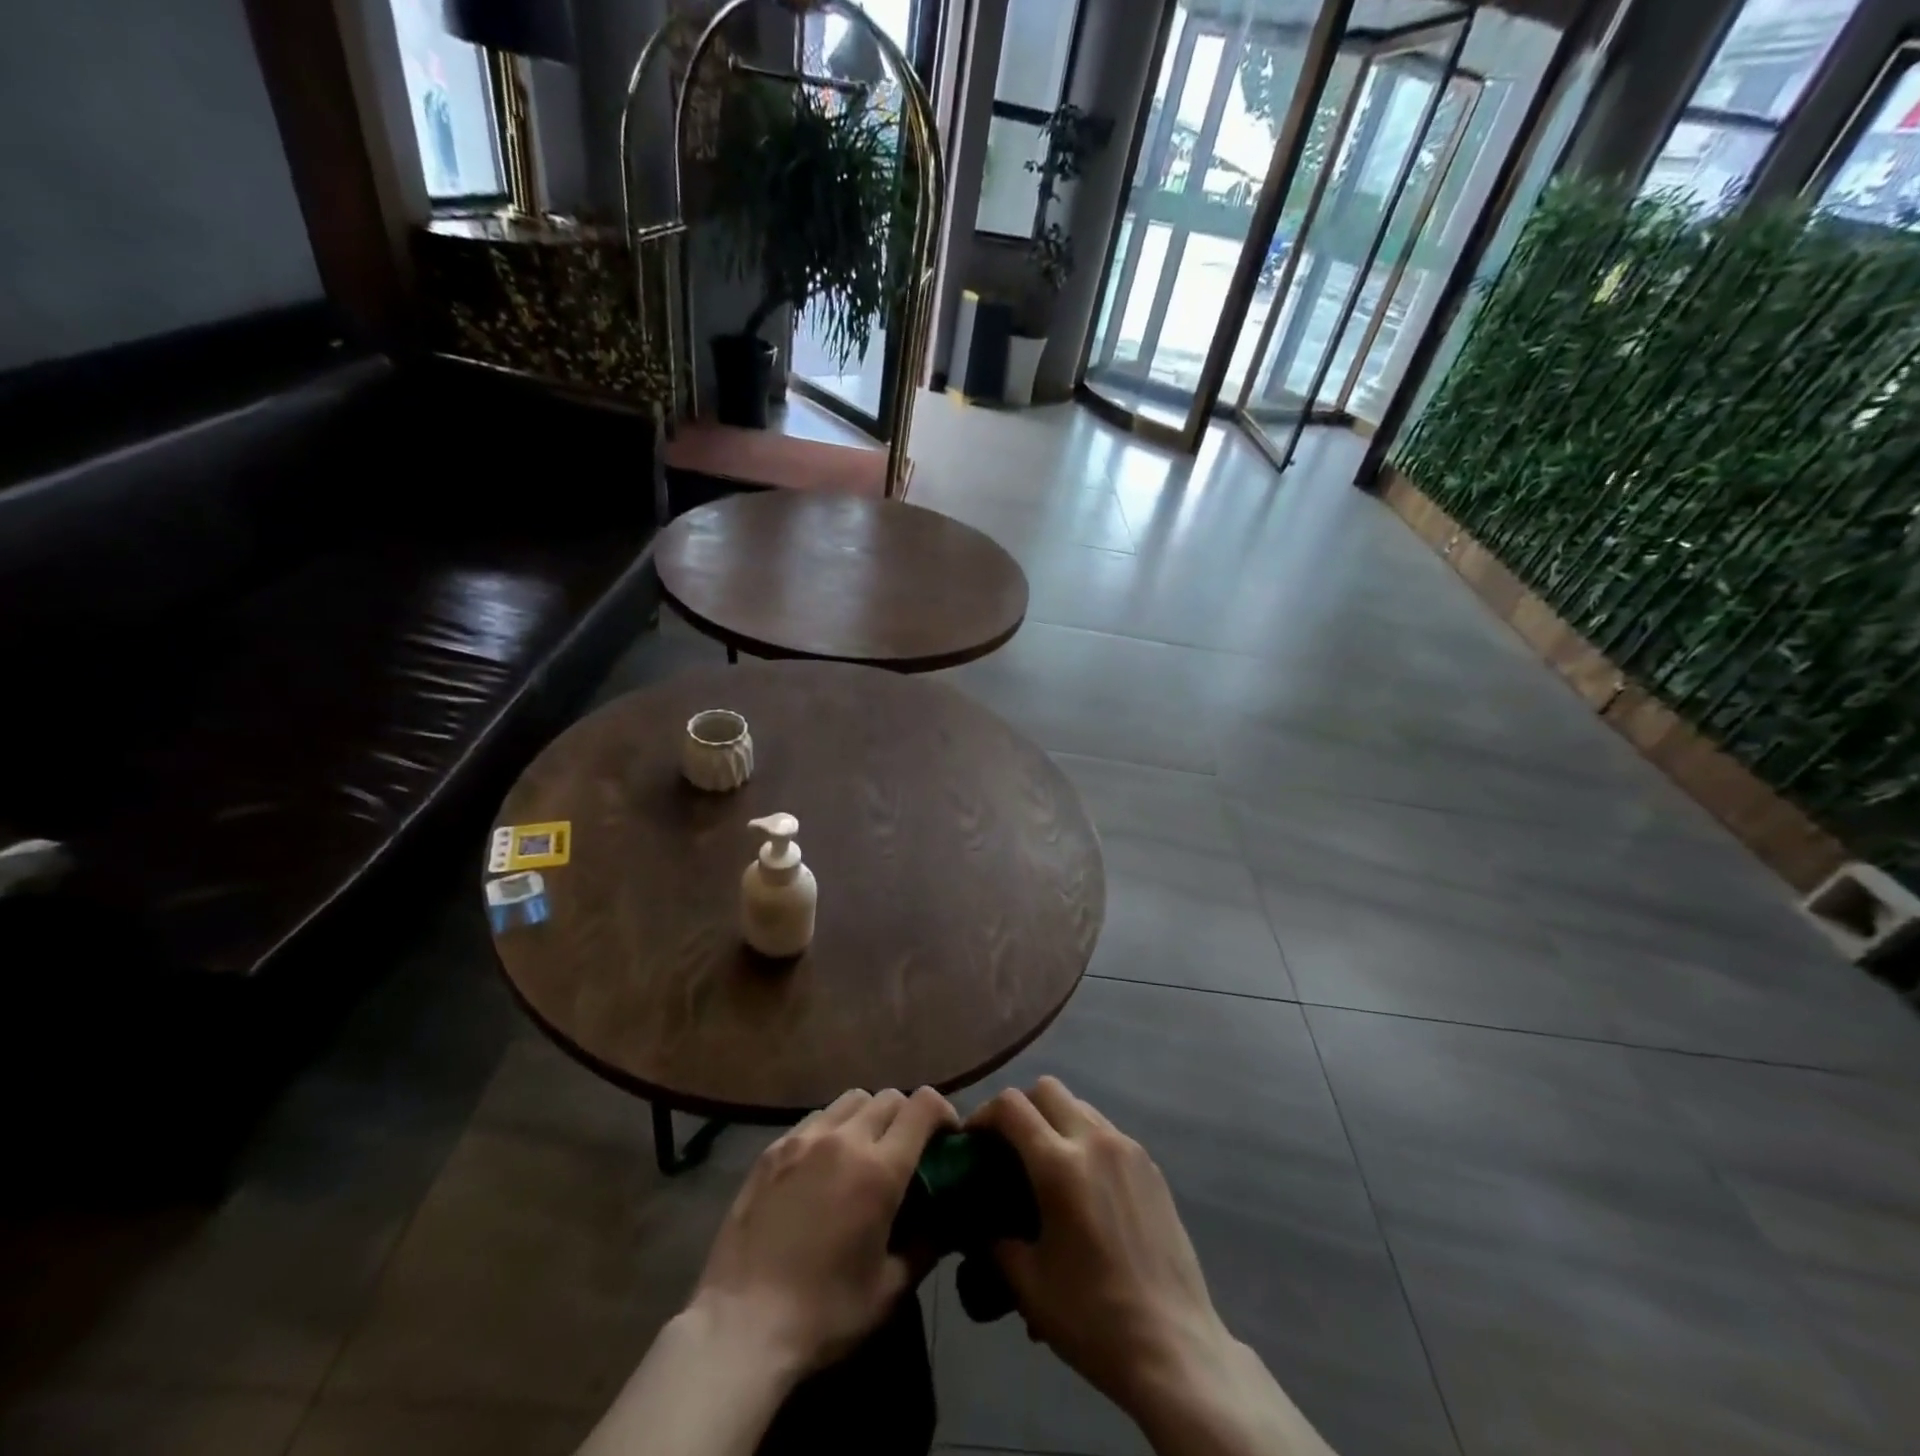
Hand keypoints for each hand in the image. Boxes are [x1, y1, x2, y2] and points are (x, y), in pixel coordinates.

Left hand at [689, 1085, 957, 1378]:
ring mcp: (804, 1139)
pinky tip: (823, 1165)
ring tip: (864, 1152)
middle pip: (889, 1097)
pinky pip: (815, 1119)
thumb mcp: (889, 1291)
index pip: (923, 1106)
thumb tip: (946, 1221)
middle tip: (907, 1151)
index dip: (943, 1112)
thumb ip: (926, 1246)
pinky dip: (832, 1129)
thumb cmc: (823, 1314)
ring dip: (868, 1117)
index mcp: (880, 1169)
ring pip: (851, 1100)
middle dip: (907, 1116)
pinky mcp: (773, 1149)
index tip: (947, 1136)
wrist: (741, 1325)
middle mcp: (845, 1139)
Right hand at [967, 1078, 1231, 1416]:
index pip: (1011, 1106)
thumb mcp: (1027, 1284)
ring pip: (1079, 1105)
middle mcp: (1095, 1141)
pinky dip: (1085, 1140)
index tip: (972, 1140)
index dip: (983, 1114)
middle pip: (1047, 1089)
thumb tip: (978, 1223)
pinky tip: (1085, 1187)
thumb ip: (994, 1241)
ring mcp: (1128, 1150)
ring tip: (1047, 1166)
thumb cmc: (1093, 1318)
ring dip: (1054, 1120)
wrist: (1174, 1348)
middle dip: (1020, 1108)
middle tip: (1008, 1147)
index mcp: (1059, 1165)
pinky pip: (1107, 1132)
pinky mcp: (1151, 1166)